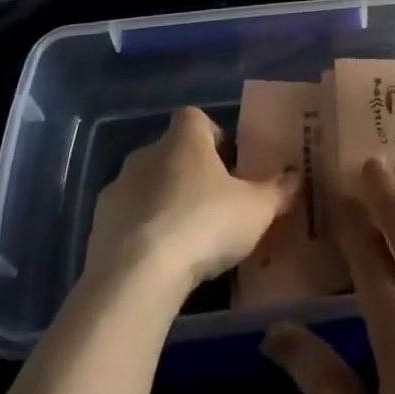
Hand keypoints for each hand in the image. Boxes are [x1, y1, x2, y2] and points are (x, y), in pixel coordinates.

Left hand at [84, 107, 298, 290]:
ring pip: (147, 186)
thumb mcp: (256, 210)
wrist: (136, 276)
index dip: (214, 136)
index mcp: (184, 138)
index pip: (196, 118)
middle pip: (172, 152)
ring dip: (163, 204)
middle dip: (190, 174)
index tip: (229, 165)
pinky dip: (141, 233)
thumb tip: (297, 176)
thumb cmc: (204, 224)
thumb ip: (278, 191)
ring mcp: (117, 188)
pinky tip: (159, 263)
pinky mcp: (97, 226)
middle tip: (213, 206)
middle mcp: (147, 153)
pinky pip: (126, 220)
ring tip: (186, 240)